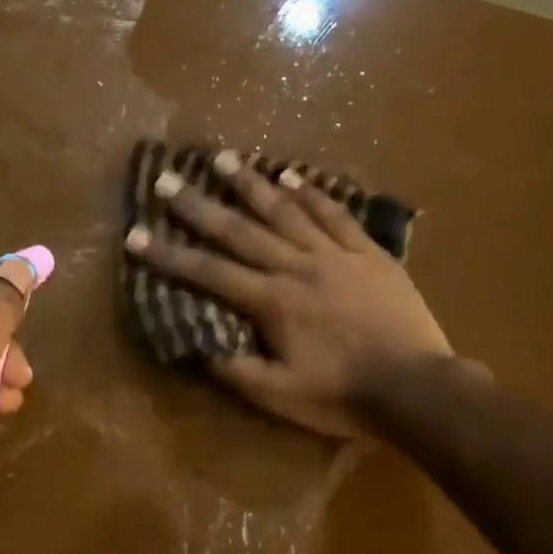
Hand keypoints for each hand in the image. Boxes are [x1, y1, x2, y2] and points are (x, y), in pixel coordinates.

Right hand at [126, 151, 453, 436]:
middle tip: (169, 180)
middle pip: (241, 231)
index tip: (136, 236)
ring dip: (253, 184)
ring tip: (224, 158)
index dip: (169, 256)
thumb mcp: (280, 395)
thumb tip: (200, 346)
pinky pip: (337, 215)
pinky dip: (313, 193)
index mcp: (272, 303)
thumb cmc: (343, 395)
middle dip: (200, 207)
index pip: (209, 273)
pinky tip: (293, 176)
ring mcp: (336, 255)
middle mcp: (297, 268)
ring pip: (287, 212)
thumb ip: (237, 370)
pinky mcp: (368, 254)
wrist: (416, 386)